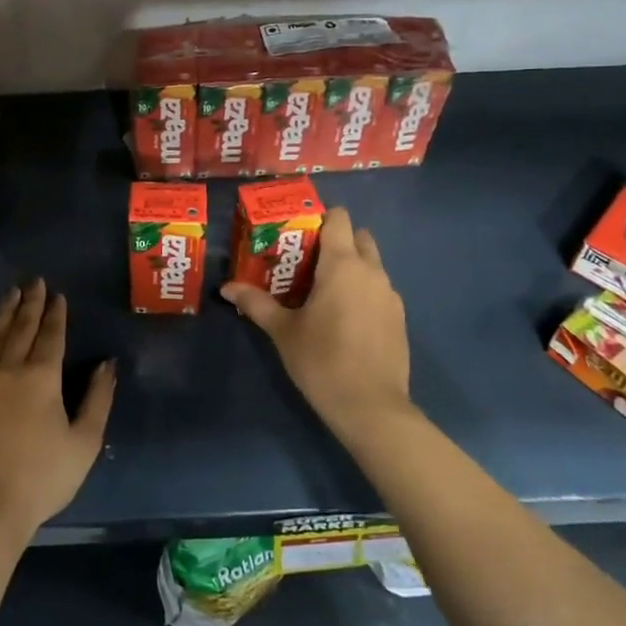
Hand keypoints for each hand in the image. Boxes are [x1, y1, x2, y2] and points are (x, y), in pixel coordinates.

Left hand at [0, 280, 115, 536]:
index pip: (51, 336)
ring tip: (11, 292)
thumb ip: (98, 399)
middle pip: (22, 328)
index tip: (57, 295)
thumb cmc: (42, 478)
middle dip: (31, 303)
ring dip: (5, 313)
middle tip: (34, 281)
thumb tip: (108, 364)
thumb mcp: (84, 443)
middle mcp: (10, 369)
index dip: (56, 314)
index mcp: (43, 378)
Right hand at [221, 206, 413, 444]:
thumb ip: (256, 303)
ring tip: (322, 290)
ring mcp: (390, 295)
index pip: (338, 219)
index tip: (298, 232)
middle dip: (337, 240)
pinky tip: (343, 317)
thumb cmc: (322, 361)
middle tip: (307, 260)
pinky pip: (379, 289)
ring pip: (372, 264)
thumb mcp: (283, 331)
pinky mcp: (399, 318)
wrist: (372, 408)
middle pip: (359, 237)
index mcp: (343, 265)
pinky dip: (363, 291)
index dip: (319, 217)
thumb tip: (227, 287)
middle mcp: (371, 272)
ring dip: (351, 267)